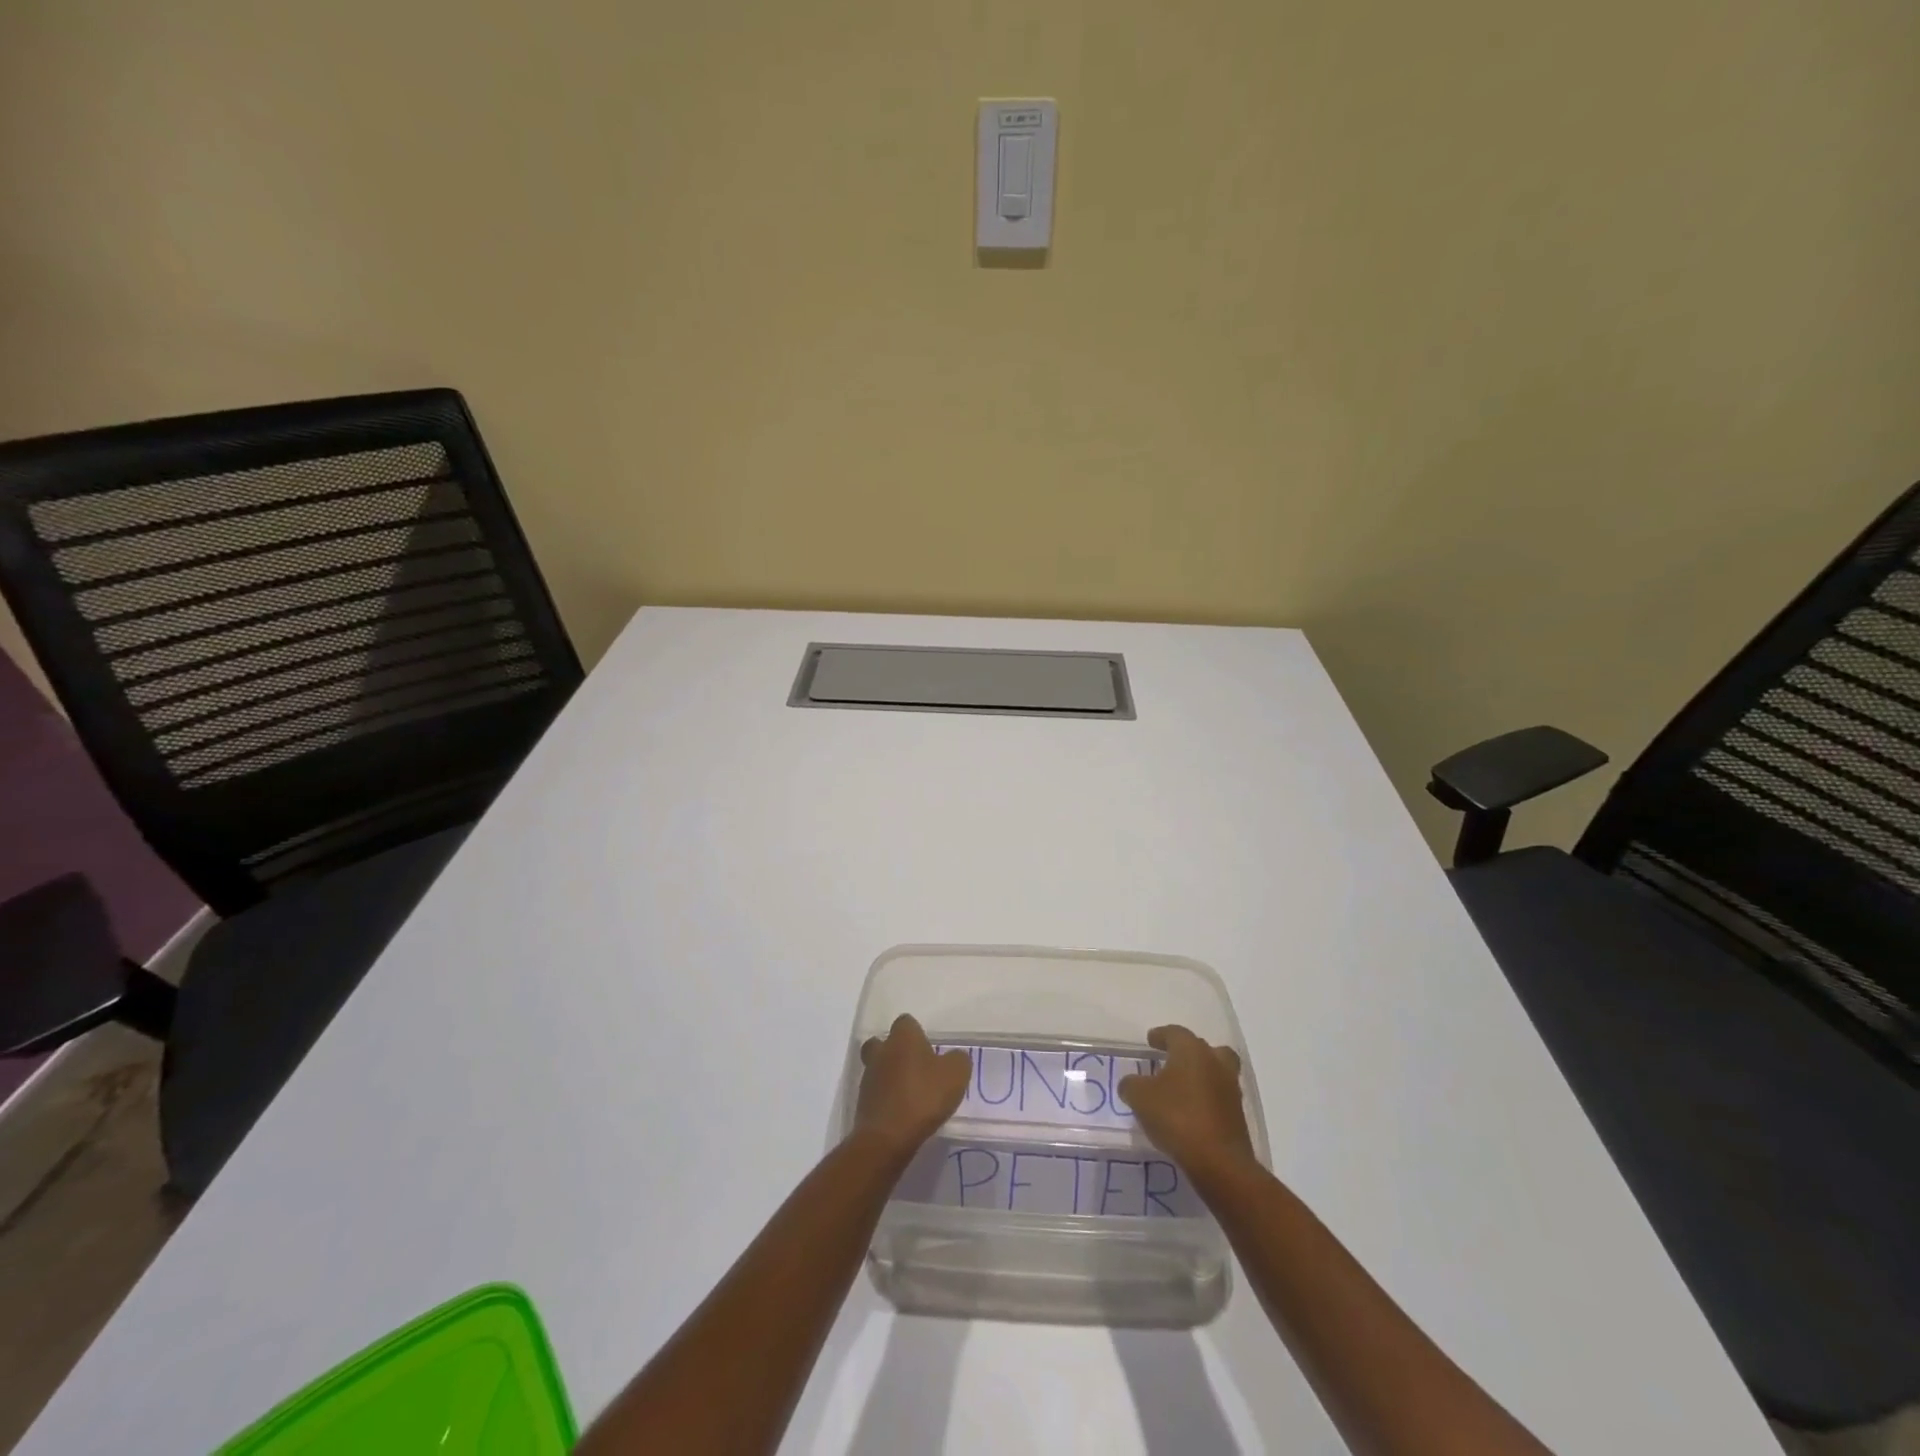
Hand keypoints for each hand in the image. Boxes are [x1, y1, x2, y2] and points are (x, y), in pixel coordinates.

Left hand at [854, 1014, 970, 1160]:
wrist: (887, 1138)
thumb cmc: (923, 1097)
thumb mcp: (956, 1075)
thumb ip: (958, 1060)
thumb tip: (954, 1057)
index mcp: (903, 1038)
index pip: (906, 1022)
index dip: (917, 1033)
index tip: (929, 1049)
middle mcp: (881, 1051)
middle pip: (882, 1042)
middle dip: (895, 1051)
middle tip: (914, 1066)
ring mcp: (868, 1077)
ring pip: (877, 1067)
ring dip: (890, 1076)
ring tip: (910, 1092)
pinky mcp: (862, 1103)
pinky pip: (876, 1093)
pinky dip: (886, 1098)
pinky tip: (902, 1111)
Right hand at [1118, 1025, 1254, 1176]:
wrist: (1219, 1161)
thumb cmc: (1177, 1117)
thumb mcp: (1140, 1098)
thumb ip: (1131, 1085)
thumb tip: (1131, 1084)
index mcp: (1192, 1051)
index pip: (1175, 1033)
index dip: (1161, 1035)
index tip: (1151, 1040)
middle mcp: (1215, 1063)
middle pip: (1203, 1048)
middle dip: (1186, 1052)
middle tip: (1170, 1060)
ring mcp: (1230, 1089)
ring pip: (1216, 1071)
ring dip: (1201, 1075)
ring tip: (1181, 1088)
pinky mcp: (1237, 1115)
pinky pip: (1219, 1097)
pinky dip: (1206, 1099)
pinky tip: (1190, 1111)